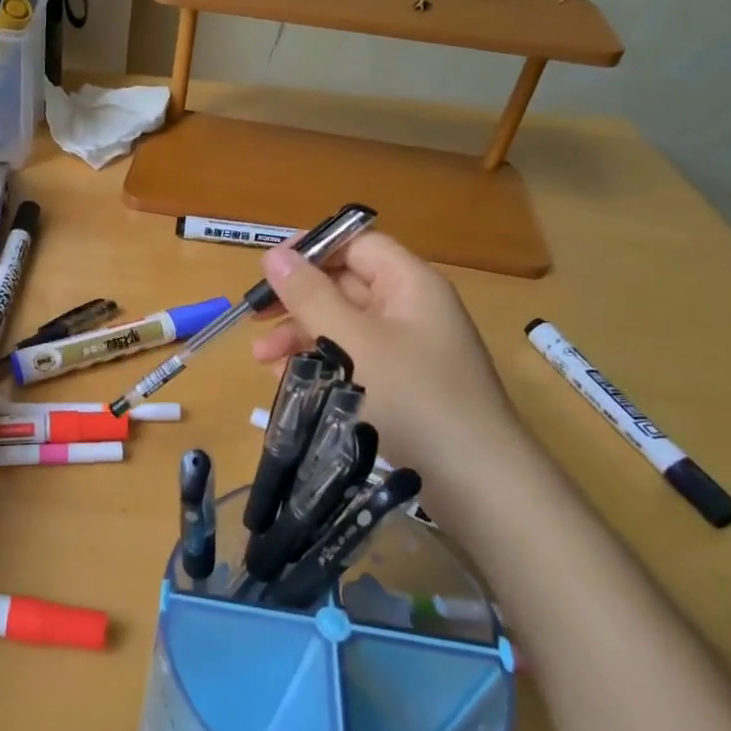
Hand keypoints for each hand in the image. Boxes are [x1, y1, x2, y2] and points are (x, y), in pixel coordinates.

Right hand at [251, 233, 544, 509]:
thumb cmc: (413, 398)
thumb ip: (310, 295)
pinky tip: (287, 381)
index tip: (266, 269)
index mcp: (410, 285)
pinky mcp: (402, 388)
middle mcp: (411, 311)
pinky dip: (320, 365)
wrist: (477, 485)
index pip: (357, 245)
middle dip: (297, 301)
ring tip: (260, 359)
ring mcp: (408, 352)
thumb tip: (274, 254)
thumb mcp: (353, 341)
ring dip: (301, 336)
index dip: (311, 250)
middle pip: (346, 286)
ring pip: (344, 327)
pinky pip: (353, 361)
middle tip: (253, 319)